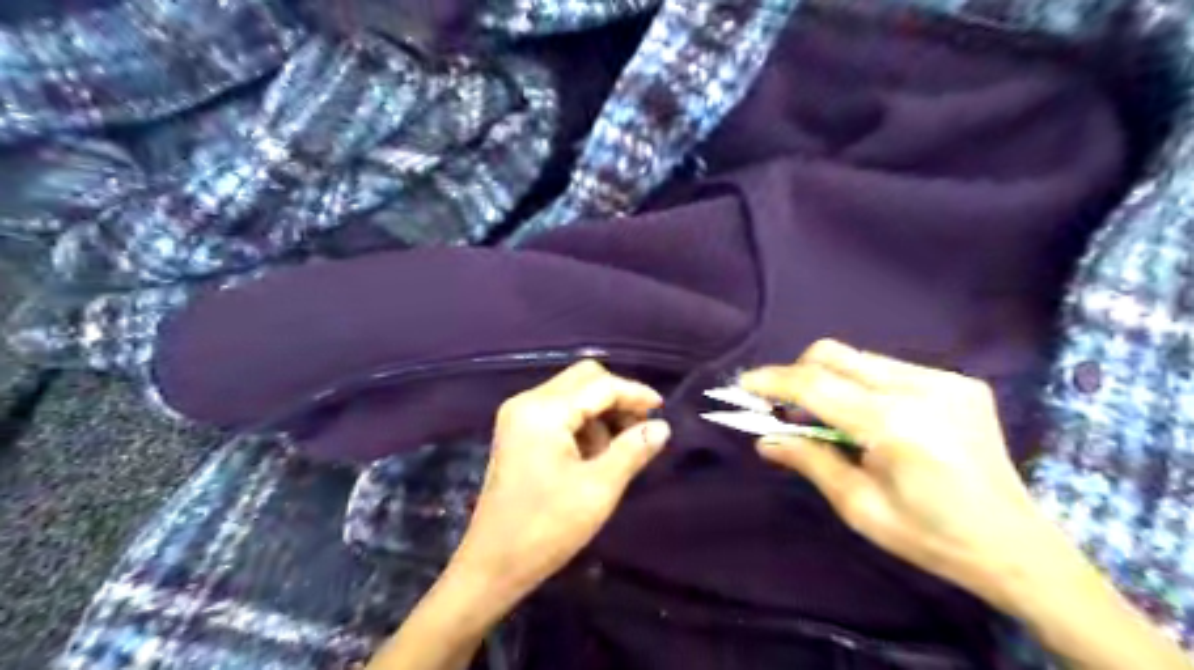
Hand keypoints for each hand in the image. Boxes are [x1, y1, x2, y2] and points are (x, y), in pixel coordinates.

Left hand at [447, 363, 669, 603]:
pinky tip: (594, 454)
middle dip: (617, 399)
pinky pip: (559, 411)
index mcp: (544, 411)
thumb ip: (632, 450)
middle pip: (584, 379)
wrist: (493, 565)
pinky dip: (583, 423)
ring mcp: (519, 415)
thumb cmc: (546, 528)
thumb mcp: (598, 489)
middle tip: (641, 429)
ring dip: (600, 413)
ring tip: (616, 450)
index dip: (635, 394)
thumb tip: (662, 426)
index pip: (600, 385)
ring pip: (573, 393)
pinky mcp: (517, 431)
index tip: (663, 411)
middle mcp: (527, 401)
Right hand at [745, 339, 1047, 601]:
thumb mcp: (859, 507)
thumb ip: (810, 461)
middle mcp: (919, 388)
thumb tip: (765, 439)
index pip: (815, 385)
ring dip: (831, 379)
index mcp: (894, 425)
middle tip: (785, 406)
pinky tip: (873, 419)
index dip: (773, 381)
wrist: (1016, 547)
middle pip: (835, 354)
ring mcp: (944, 380)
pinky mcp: (959, 382)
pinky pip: (890, 369)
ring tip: (831, 417)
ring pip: (860, 358)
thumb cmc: (930, 536)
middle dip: (798, 372)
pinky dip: (864, 385)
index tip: (742, 384)